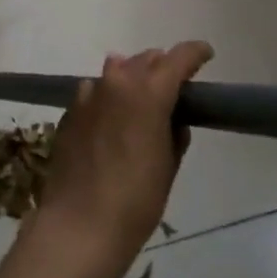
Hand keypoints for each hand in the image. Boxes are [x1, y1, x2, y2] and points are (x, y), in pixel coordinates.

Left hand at [34, 42, 211, 277]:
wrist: (79, 224)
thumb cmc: (136, 200)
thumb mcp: (168, 166)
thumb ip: (174, 132)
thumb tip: (172, 119)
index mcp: (149, 92)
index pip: (178, 58)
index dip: (195, 53)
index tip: (206, 54)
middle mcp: (117, 82)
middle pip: (146, 60)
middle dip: (162, 67)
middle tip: (174, 85)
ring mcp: (89, 94)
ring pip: (117, 70)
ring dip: (133, 78)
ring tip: (140, 100)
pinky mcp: (70, 110)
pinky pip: (95, 91)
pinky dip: (108, 97)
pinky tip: (111, 120)